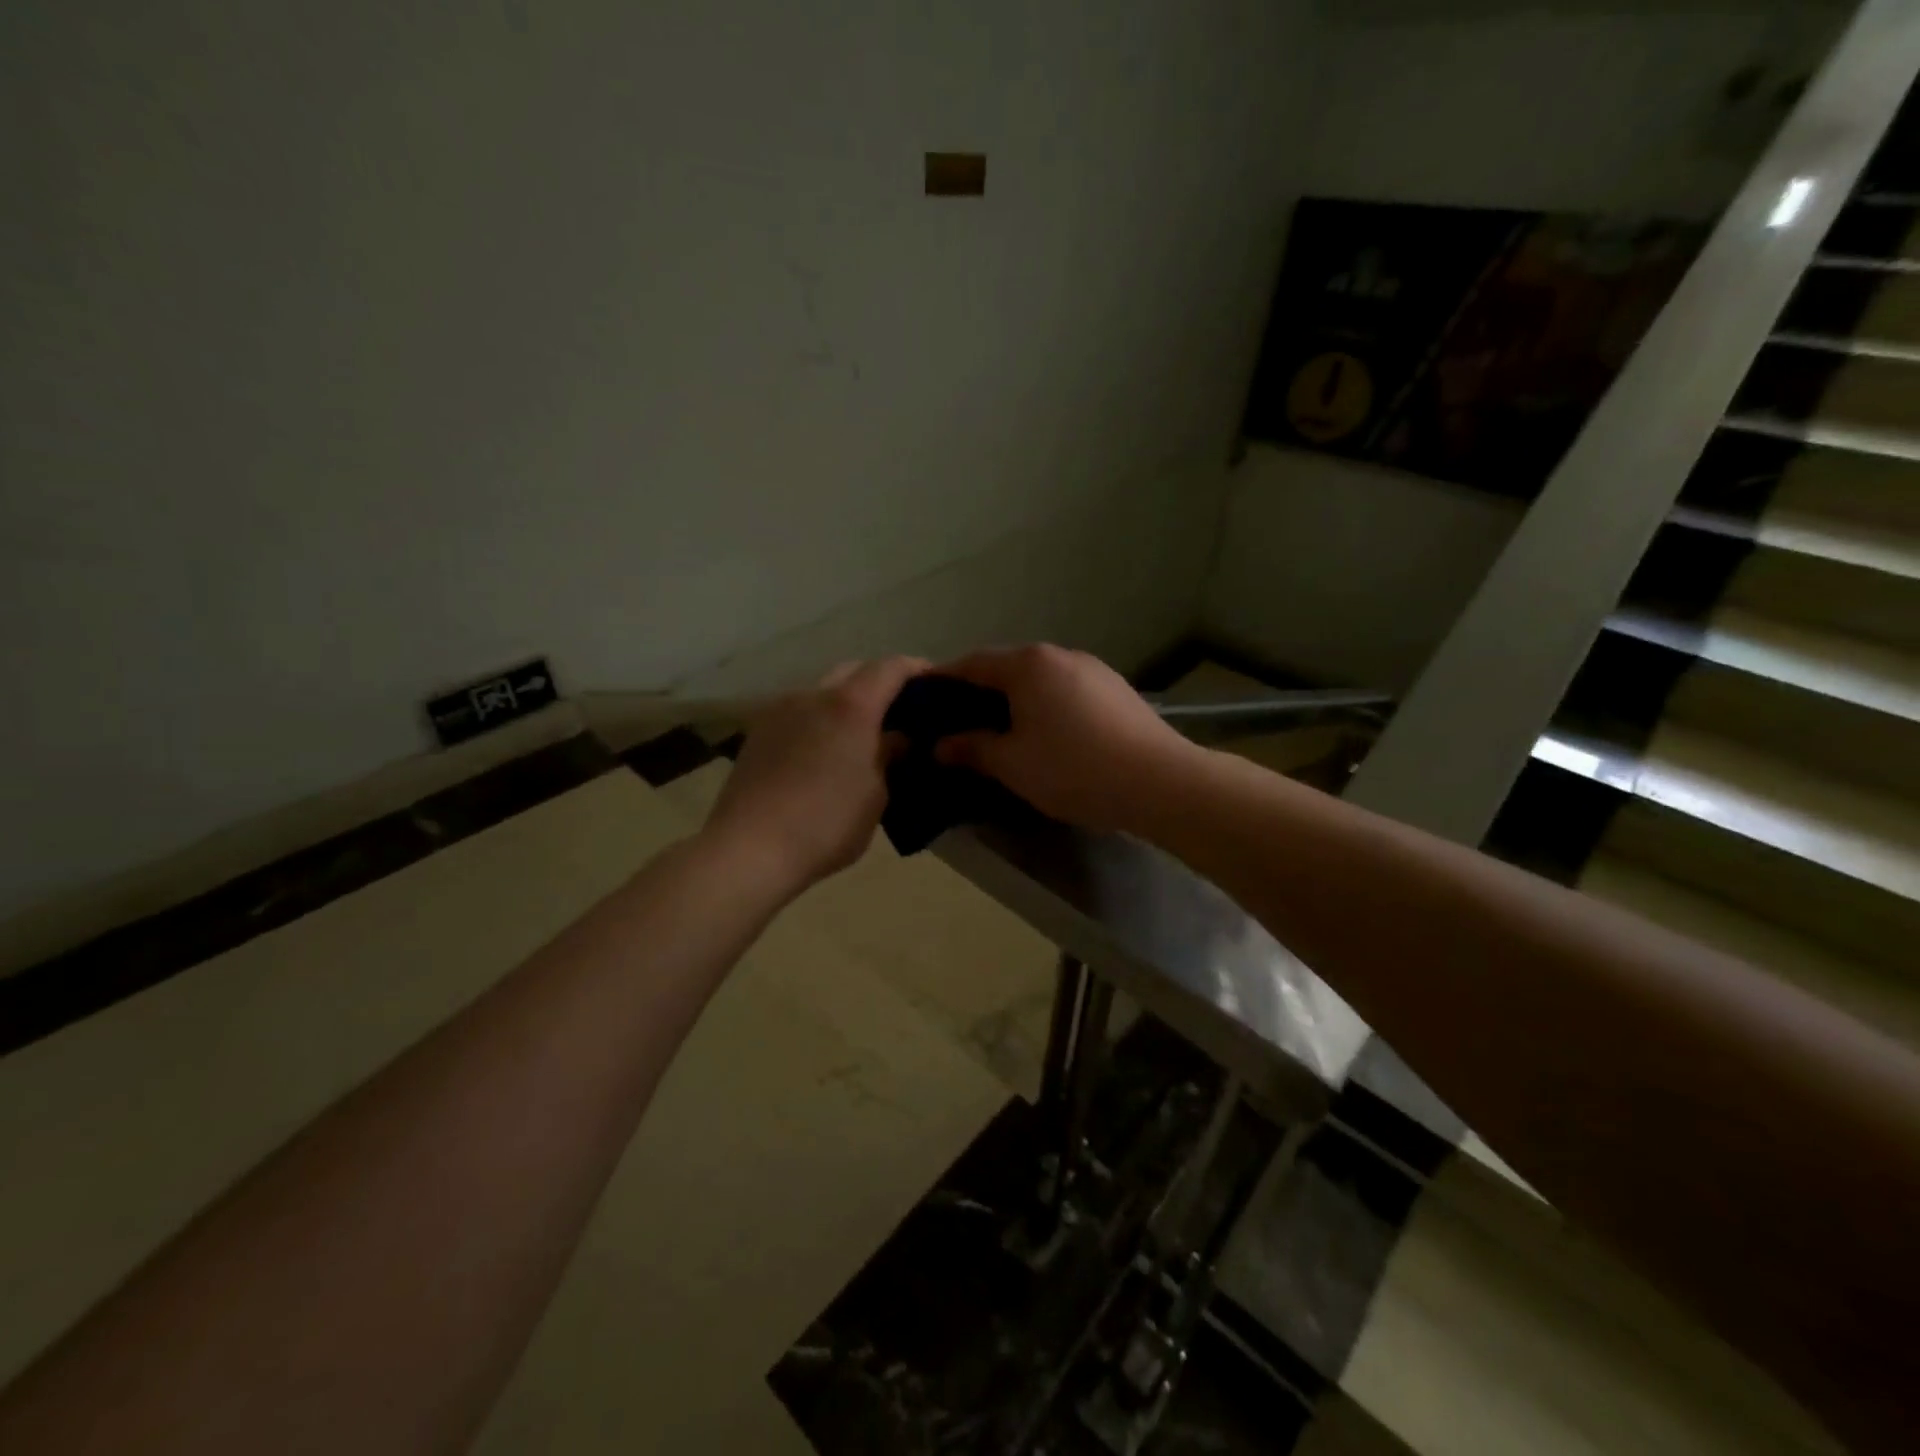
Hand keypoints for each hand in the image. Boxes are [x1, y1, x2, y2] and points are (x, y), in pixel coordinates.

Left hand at [702, 657, 926, 893]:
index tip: (935, 682)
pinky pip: (800, 713)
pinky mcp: (758, 732)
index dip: (916, 669)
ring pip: (823, 691)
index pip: (890, 668)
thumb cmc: (826, 824)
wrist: (749, 849)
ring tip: (862, 732)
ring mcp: (780, 711)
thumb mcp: (876, 795)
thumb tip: (897, 738)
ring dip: (847, 701)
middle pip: (854, 671)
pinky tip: (826, 750)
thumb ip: (889, 757)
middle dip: (879, 683)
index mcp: (850, 706)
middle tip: (900, 711)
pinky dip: (821, 719)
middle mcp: (814, 696)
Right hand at [932, 644, 1195, 833]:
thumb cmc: (1074, 769)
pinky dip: (1044, 706)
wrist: (1160, 782)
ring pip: (1039, 680)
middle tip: (957, 723)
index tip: (922, 702)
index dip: (943, 681)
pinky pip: (1065, 691)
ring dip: (1014, 700)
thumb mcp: (1012, 764)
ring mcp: (1093, 669)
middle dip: (979, 693)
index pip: (972, 664)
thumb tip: (939, 745)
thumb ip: (971, 749)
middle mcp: (1059, 655)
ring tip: (999, 732)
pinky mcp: (1116, 689)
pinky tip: (1045, 735)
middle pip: (1006, 668)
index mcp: (1028, 664)